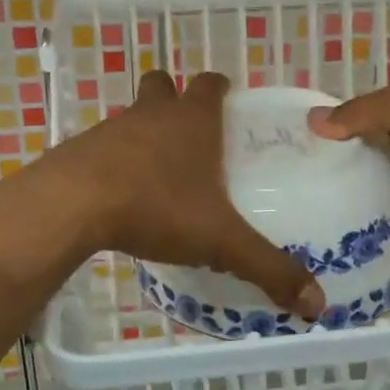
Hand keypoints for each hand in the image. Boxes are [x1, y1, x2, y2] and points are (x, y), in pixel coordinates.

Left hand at [34, 71, 324, 317]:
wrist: (72, 205)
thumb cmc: (156, 207)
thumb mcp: (220, 241)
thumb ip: (268, 268)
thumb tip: (317, 305)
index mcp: (192, 120)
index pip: (210, 84)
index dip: (220, 89)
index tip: (227, 103)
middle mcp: (152, 114)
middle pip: (163, 85)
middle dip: (175, 99)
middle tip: (190, 136)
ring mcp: (111, 129)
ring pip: (131, 116)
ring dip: (143, 133)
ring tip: (156, 174)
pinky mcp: (78, 151)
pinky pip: (101, 147)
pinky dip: (113, 162)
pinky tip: (119, 196)